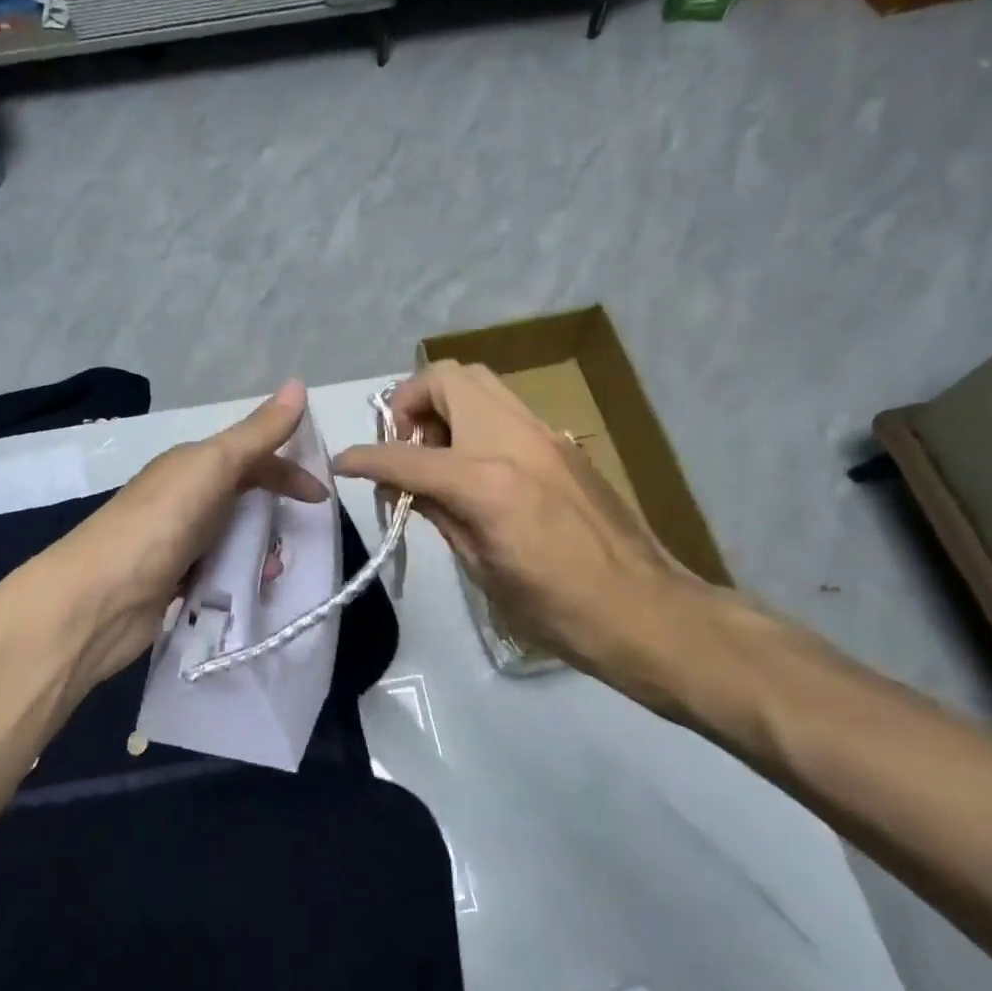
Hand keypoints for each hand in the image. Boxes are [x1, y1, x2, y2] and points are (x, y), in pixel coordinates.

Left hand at [45, 380, 325, 693]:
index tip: (321, 498)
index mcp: (192, 464)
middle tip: (300, 539)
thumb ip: (258, 433)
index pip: (251, 457)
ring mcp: (175, 541)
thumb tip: (299, 383)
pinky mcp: (171, 584)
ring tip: (272, 572)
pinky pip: (217, 574)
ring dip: (258, 551)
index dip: (288, 471)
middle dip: (275, 515)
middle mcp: (183, 497)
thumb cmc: (161, 522)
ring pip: (232, 538)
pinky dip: (236, 581)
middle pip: (243, 499)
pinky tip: (247, 595)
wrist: (97, 599)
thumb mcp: (214, 466)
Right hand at [333, 362, 741, 712]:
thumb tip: (406, 488)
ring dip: (444, 404)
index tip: (343, 463)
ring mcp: (544, 433)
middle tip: (404, 446)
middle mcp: (513, 439)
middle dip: (410, 402)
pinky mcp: (563, 442)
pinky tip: (475, 466)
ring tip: (436, 452)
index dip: (365, 458)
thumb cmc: (558, 609)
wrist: (648, 612)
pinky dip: (475, 420)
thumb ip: (439, 514)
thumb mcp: (482, 569)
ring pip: (480, 382)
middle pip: (448, 378)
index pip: (406, 457)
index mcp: (486, 480)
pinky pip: (505, 408)